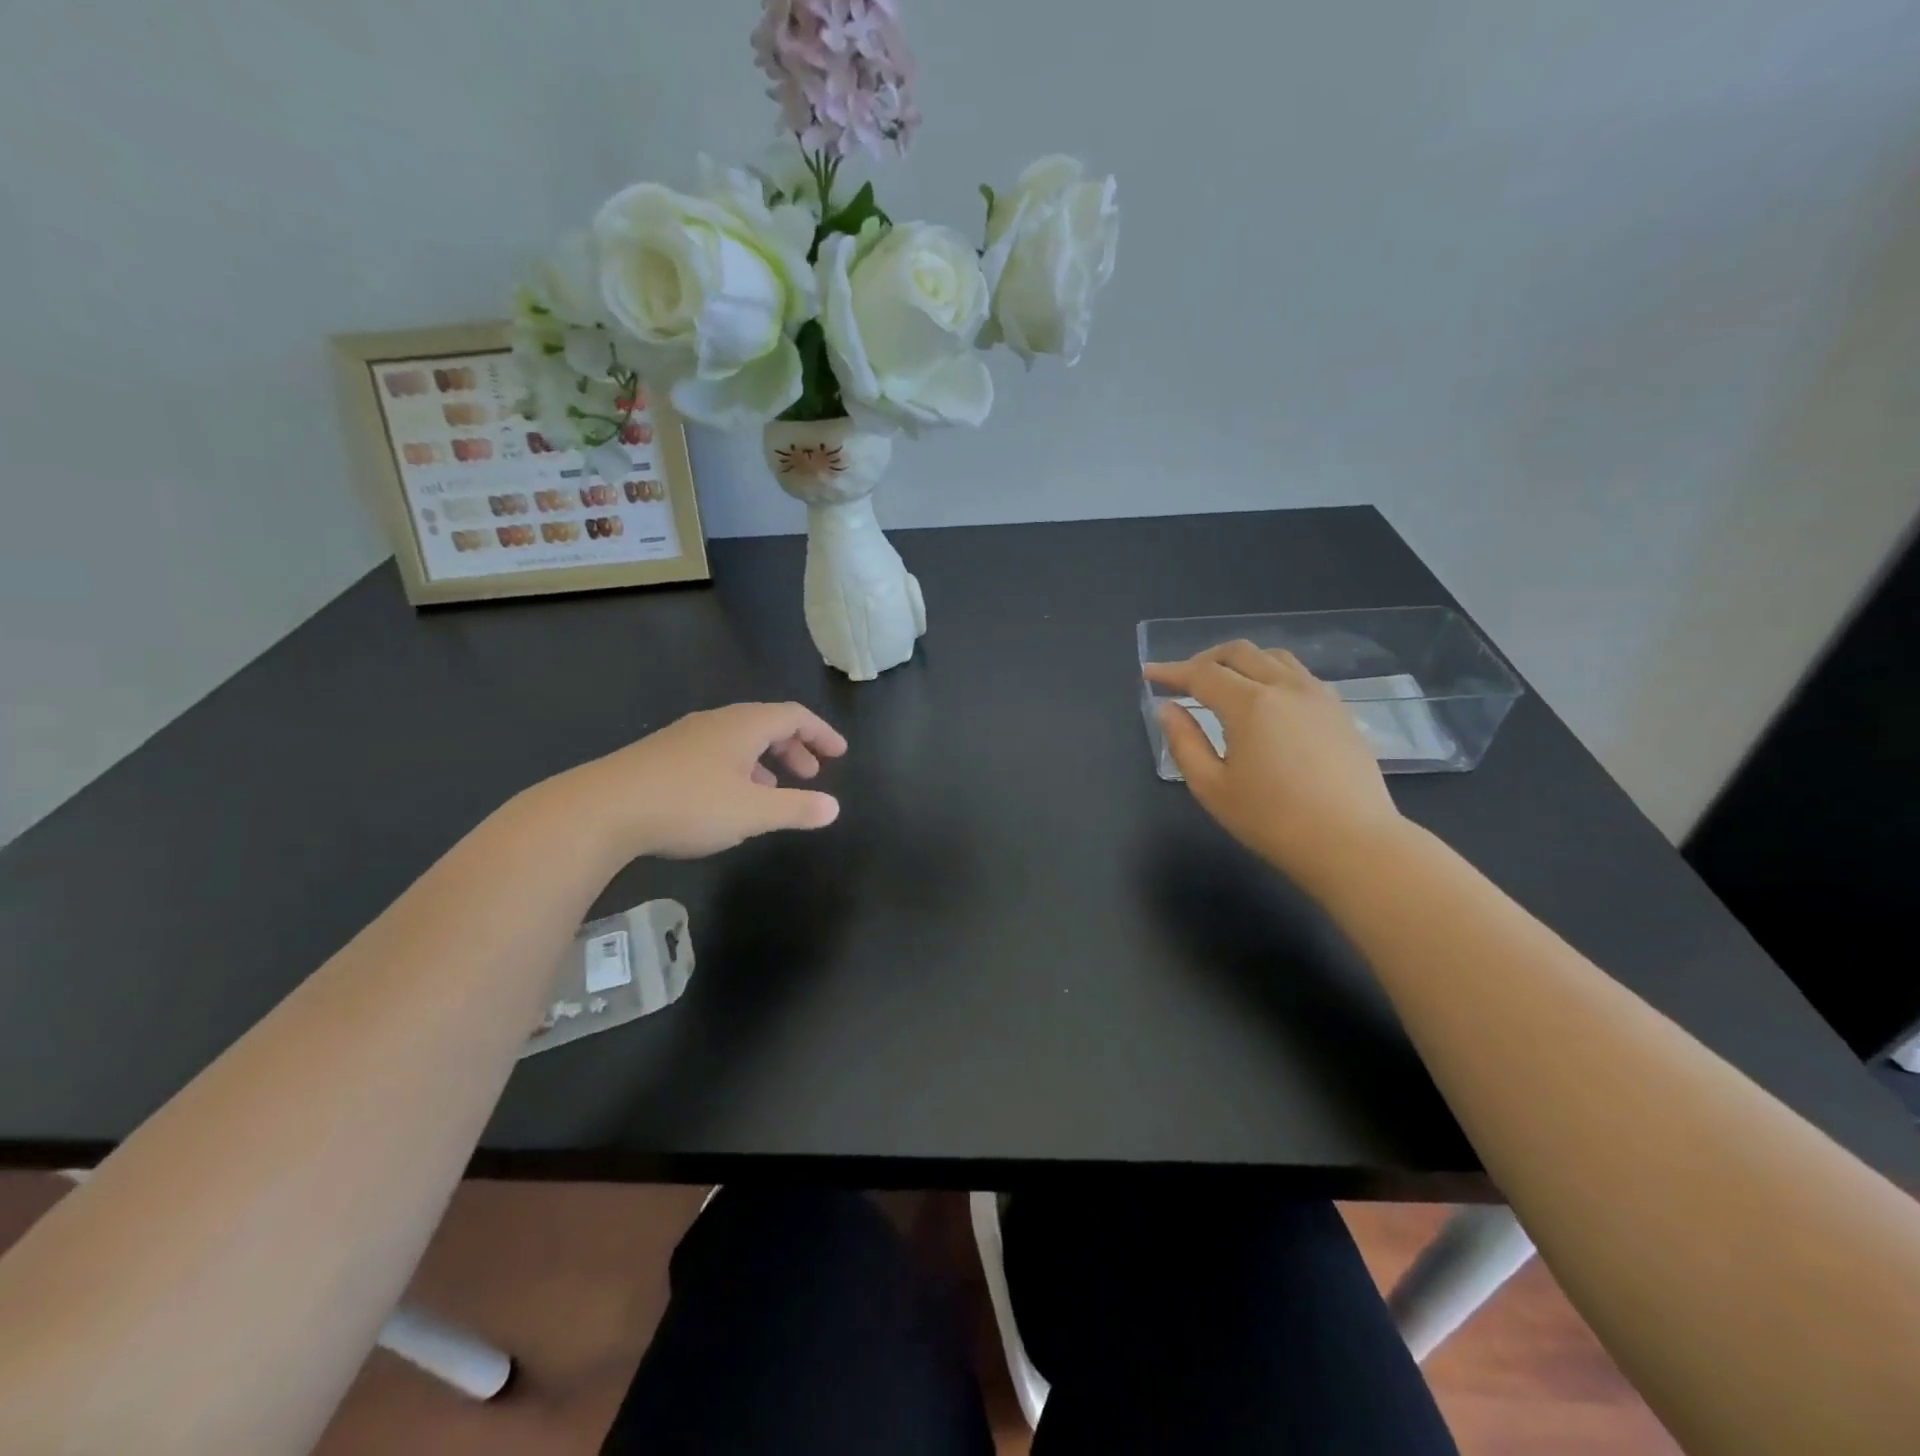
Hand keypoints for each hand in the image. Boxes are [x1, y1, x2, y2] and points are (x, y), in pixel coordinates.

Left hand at [563, 702, 848, 859]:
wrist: (600, 810)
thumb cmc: (688, 805)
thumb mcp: (752, 813)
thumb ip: (797, 809)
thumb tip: (834, 807)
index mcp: (743, 726)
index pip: (794, 716)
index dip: (821, 733)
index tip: (839, 753)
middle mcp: (715, 722)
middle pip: (766, 723)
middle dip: (794, 747)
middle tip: (811, 773)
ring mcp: (684, 737)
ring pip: (737, 740)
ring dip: (764, 760)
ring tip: (774, 789)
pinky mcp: (661, 756)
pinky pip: (714, 752)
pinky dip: (737, 768)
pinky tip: (728, 799)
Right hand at [1143, 642, 1401, 881]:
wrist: (1352, 842)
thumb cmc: (1272, 820)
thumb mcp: (1212, 787)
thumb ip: (1184, 742)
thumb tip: (1167, 709)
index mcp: (1250, 704)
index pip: (1201, 673)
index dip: (1171, 671)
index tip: (1149, 673)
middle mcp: (1284, 687)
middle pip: (1238, 652)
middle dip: (1204, 660)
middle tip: (1183, 681)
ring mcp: (1317, 695)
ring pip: (1272, 656)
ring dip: (1239, 662)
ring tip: (1222, 685)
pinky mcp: (1339, 710)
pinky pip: (1297, 674)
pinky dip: (1269, 673)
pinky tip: (1263, 701)